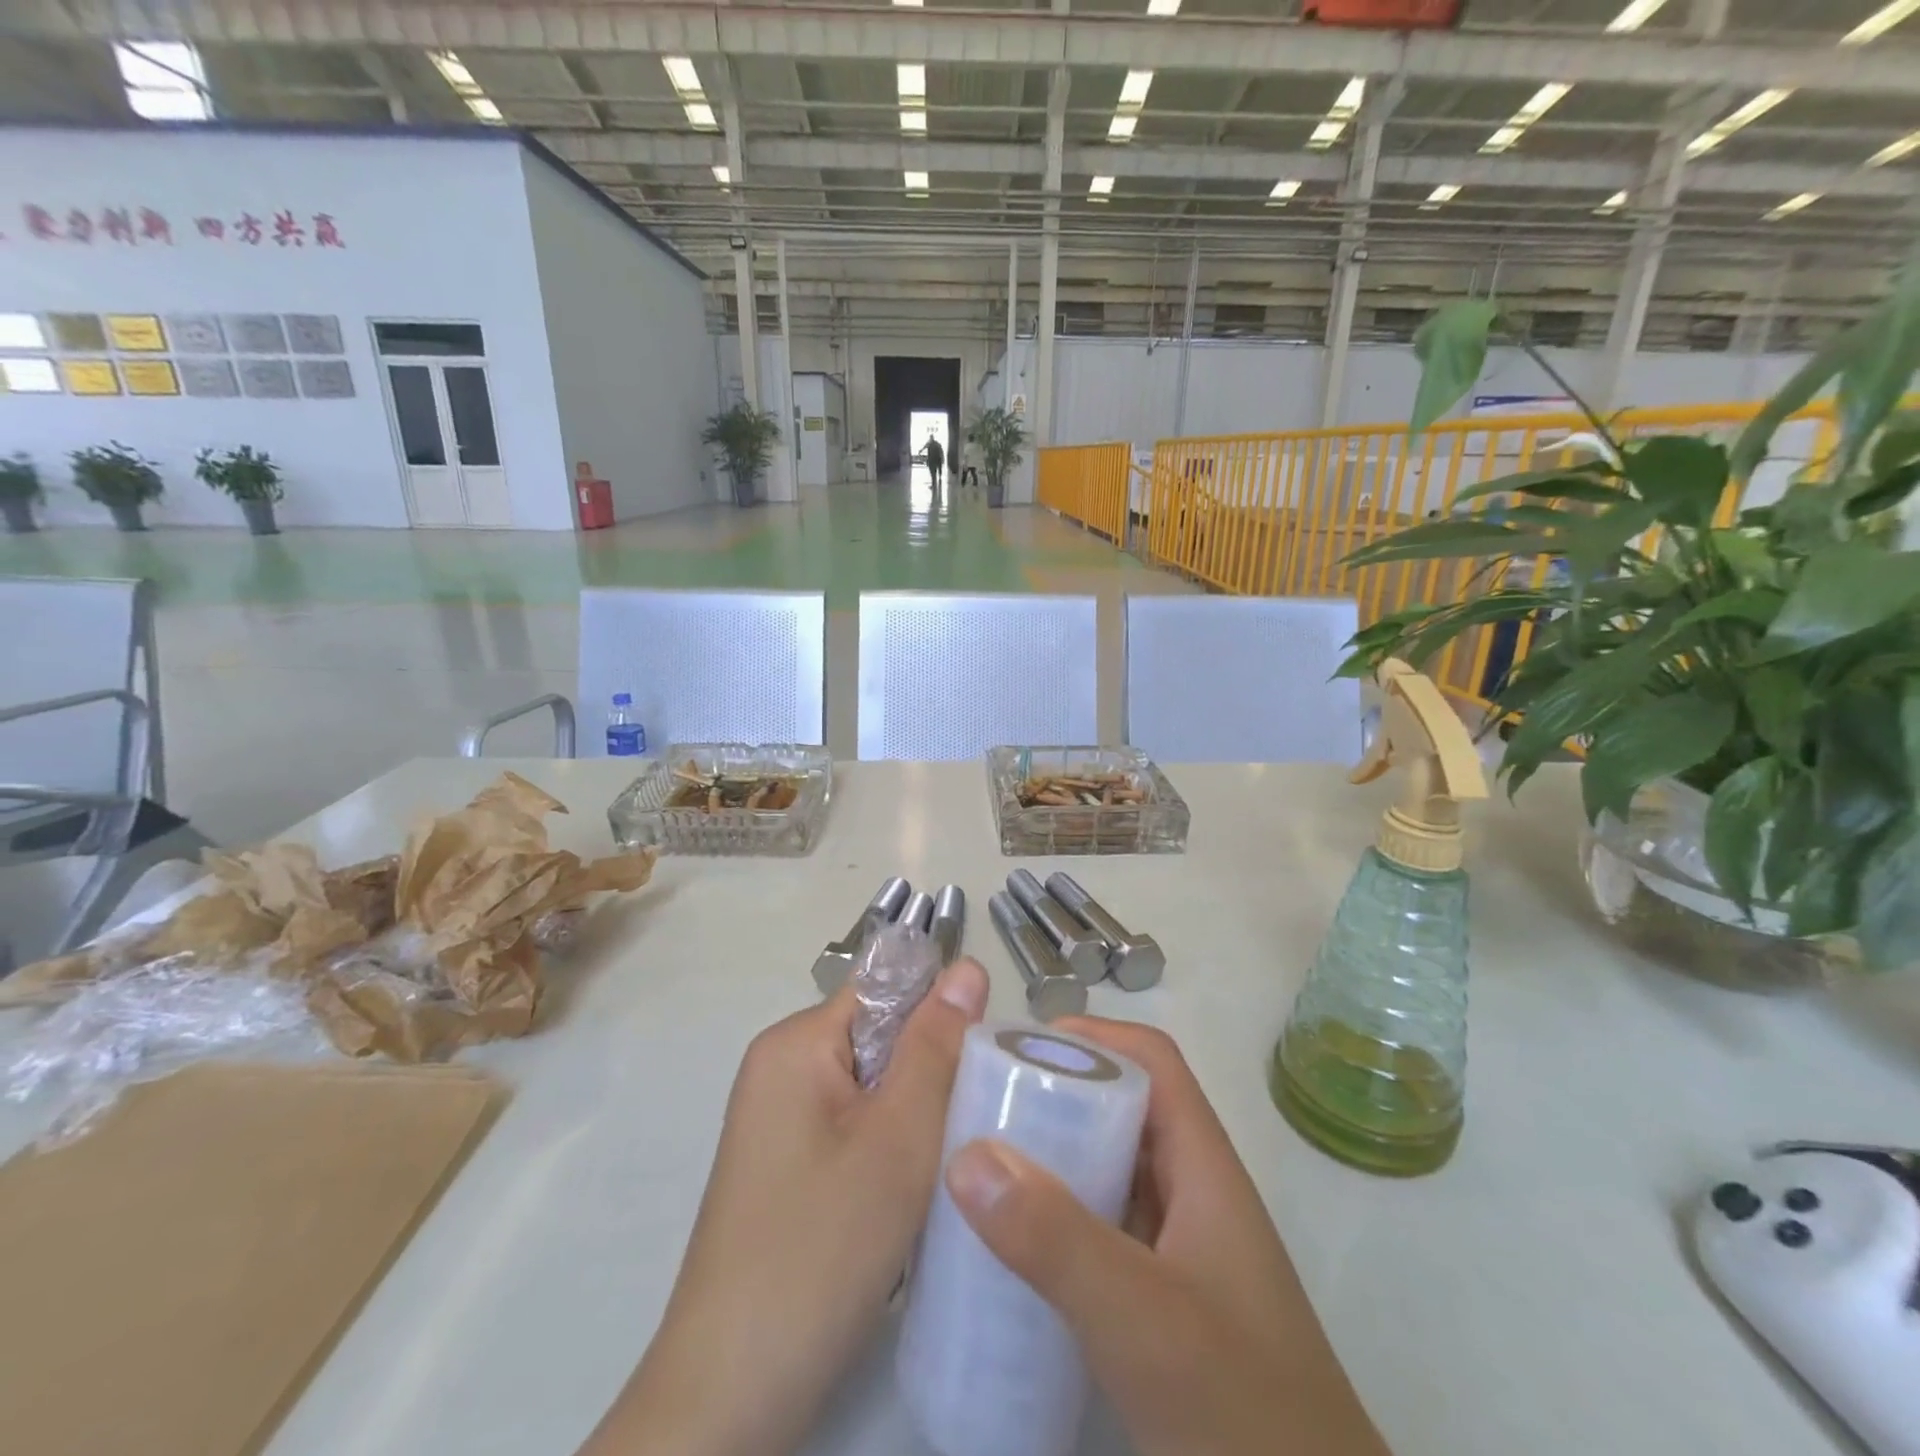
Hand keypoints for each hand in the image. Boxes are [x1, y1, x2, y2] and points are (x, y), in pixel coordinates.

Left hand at [578, 957, 989, 1455]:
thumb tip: (967, 966)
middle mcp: (779, 1067)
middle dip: (930, 1073)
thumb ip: (935, 1047)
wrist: (731, 1394)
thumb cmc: (821, 1249)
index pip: (886, 990)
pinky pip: (852, 1126)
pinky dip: (888, 1147)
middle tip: (969, 1125)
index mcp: (795, 1043)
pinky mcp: (784, 1164)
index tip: (984, 1063)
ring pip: (872, 1087)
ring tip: (946, 1162)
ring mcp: (777, 1119)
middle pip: (879, 1039)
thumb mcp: (897, 1140)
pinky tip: (910, 1193)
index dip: (941, 1016)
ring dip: (914, 1115)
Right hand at [944, 1018, 1388, 1455]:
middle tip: (980, 1105)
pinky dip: (1057, 1220)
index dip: (1092, 1036)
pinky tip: (1010, 1247)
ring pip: (1110, 1170)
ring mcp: (1182, 1254)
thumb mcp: (1144, 1320)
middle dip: (1056, 1093)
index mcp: (1204, 1169)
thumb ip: (1056, 1239)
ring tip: (979, 1163)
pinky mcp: (1164, 1306)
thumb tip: (966, 1155)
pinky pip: (1102, 1231)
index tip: (1017, 1048)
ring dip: (1052, 1156)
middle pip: (1125, 1109)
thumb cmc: (1244, 1417)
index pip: (1152, 1062)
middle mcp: (1194, 1196)